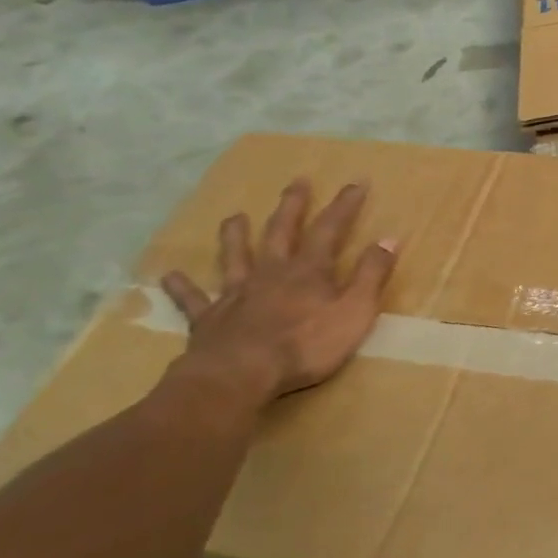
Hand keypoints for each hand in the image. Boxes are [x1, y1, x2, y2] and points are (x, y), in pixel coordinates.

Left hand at [160, 180, 398, 401]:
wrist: (241, 374)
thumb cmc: (306, 345)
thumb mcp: (355, 311)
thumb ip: (371, 275)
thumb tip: (389, 238)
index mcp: (309, 271)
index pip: (330, 229)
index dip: (344, 206)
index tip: (356, 183)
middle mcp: (271, 273)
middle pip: (281, 232)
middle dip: (292, 206)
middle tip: (297, 182)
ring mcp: (237, 294)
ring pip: (235, 257)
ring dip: (236, 236)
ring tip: (234, 216)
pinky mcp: (210, 319)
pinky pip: (194, 299)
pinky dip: (182, 287)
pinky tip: (169, 276)